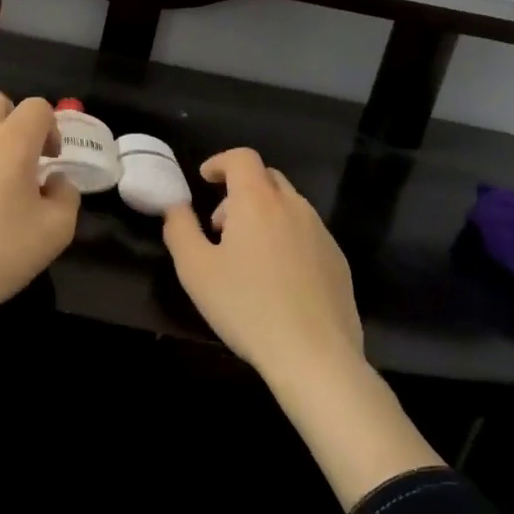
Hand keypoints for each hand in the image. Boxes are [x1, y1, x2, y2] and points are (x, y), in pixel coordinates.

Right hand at [163, 148, 442, 507]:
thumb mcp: (195, 269)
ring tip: (246, 257)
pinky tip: (276, 280)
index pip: (242, 158)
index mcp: (258, 201)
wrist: (314, 355)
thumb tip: (175, 206)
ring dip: (263, 215)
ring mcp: (321, 232)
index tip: (204, 180)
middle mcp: (294, 206)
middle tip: (220, 227)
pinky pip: (306, 232)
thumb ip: (179, 228)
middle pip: (267, 178)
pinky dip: (286, 237)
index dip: (220, 162)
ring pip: (288, 205)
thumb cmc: (246, 307)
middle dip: (239, 191)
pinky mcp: (338, 260)